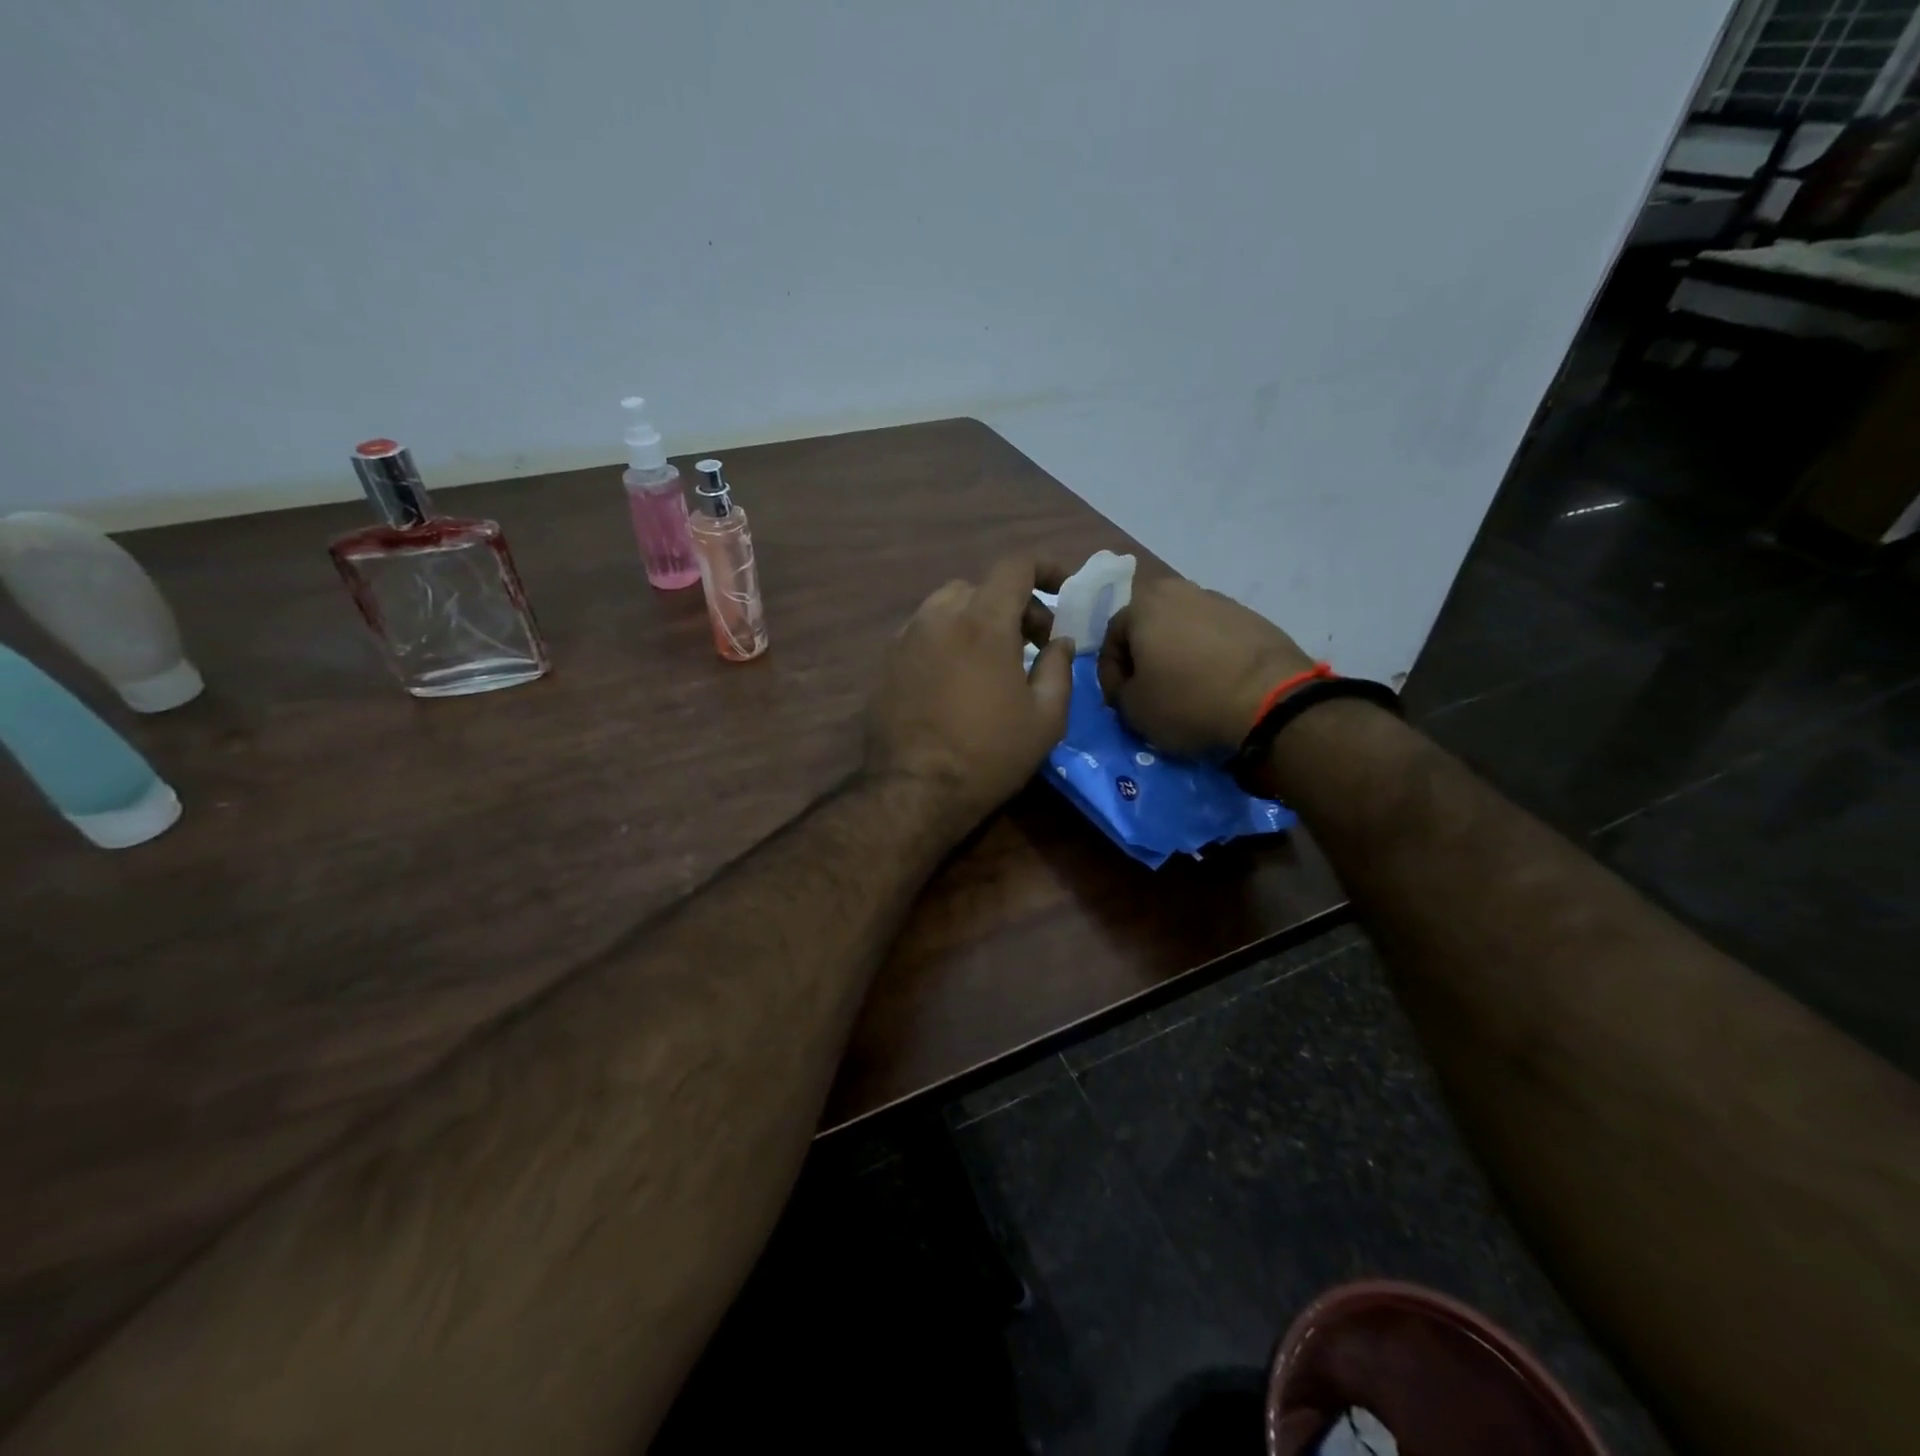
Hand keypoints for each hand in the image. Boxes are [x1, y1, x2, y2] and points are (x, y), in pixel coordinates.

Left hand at [866, 558, 1074, 830]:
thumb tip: (1060, 641)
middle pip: (982, 587)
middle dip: (1014, 605)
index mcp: (983, 621)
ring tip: (992, 660)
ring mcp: (907, 637)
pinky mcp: (886, 661)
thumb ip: (1059, 667)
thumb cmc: (990, 754)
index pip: (1016, 566)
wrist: (915, 790)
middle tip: (1033, 643)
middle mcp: (940, 616)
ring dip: (977, 620)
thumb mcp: (1046, 717)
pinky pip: (924, 632)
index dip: (1045, 569)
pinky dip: (948, 639)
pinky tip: (956, 678)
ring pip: (948, 606)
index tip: (1062, 590)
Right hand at [1098, 574, 1311, 757]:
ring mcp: (1221, 601)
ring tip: (1184, 689)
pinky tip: (1214, 684)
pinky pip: (1215, 638)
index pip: (1111, 638)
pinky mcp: (1253, 618)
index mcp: (1143, 604)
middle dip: (1144, 659)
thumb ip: (1120, 691)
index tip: (1119, 701)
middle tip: (1148, 691)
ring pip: (1183, 630)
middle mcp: (1180, 591)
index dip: (1110, 674)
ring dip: (1176, 656)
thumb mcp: (1134, 709)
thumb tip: (1130, 686)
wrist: (1271, 700)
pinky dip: (1208, 657)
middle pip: (1148, 627)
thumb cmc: (1188, 700)